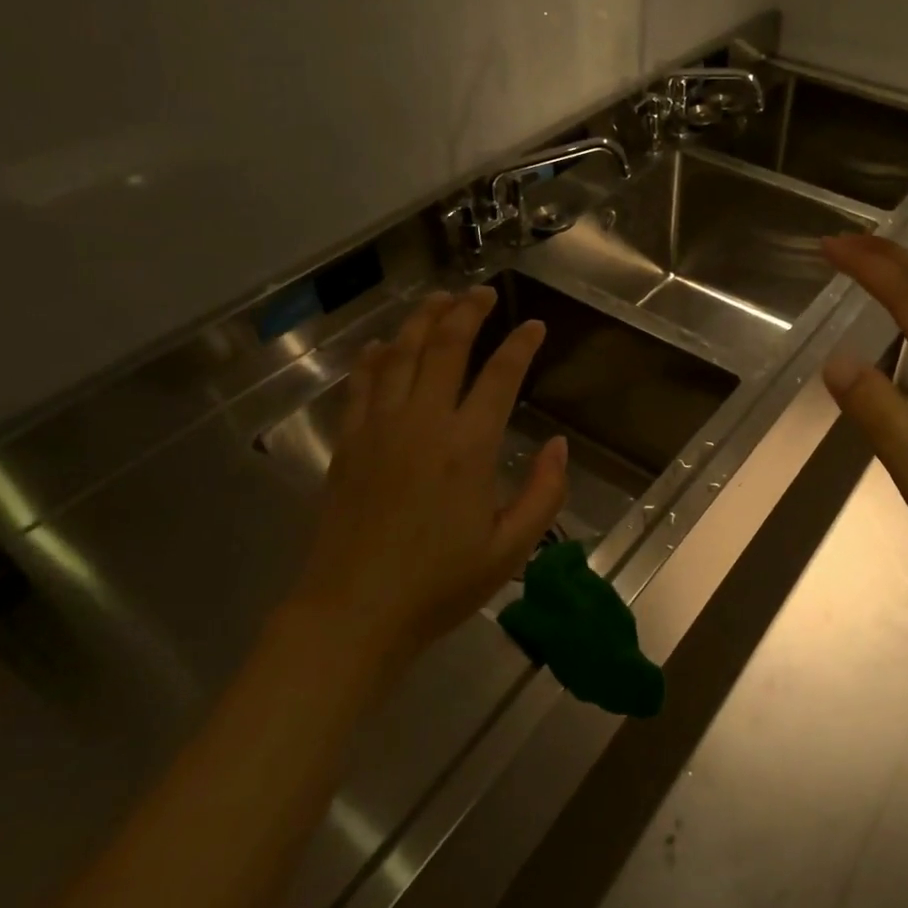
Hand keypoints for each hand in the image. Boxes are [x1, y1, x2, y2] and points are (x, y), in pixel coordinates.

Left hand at [294, 287, 567, 664]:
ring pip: (401, 354)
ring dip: (422, 320)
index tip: (533, 325)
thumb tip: (559, 447)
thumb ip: (544, 494)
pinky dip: (376, 357)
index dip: (520, 344)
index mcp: (468, 447)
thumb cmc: (438, 585)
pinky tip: (385, 344)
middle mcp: (423, 423)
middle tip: (483, 292)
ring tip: (439, 299)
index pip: (501, 375)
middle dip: (467, 312)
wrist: (353, 614)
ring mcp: (379, 428)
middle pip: (445, 346)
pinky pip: (362, 384)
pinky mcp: (348, 443)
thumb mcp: (511, 550)